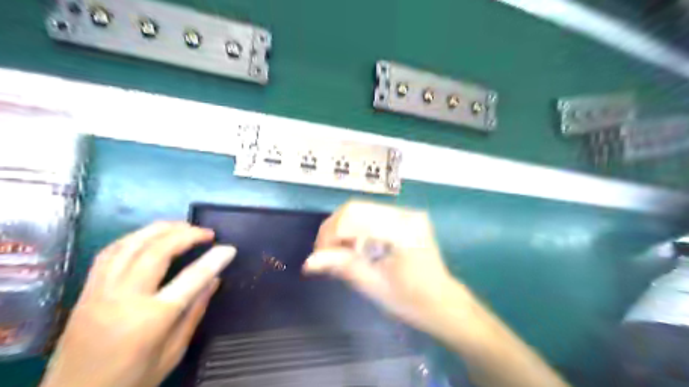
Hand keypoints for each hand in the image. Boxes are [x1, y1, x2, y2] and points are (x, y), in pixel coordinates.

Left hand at [39, 223, 235, 386]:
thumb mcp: (173, 352)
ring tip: (183, 226)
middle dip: (187, 234)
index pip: (192, 277)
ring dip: (161, 229)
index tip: (230, 248)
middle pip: (158, 250)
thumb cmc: (130, 379)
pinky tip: (150, 236)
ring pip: (132, 244)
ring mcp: (101, 290)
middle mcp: (124, 297)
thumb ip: (194, 312)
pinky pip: (110, 251)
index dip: (215, 259)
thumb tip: (214, 280)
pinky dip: (135, 237)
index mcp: (152, 318)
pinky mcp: (87, 289)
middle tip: (207, 233)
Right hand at [302, 203, 459, 332]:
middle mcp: (405, 214)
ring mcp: (407, 213)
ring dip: (342, 227)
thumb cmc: (411, 300)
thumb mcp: (374, 286)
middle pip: (355, 208)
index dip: (329, 235)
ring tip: (338, 251)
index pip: (353, 219)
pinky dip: (355, 227)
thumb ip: (343, 267)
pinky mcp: (405, 217)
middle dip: (333, 229)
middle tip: (324, 253)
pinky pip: (371, 214)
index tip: (319, 256)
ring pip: (360, 209)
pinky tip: (354, 246)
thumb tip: (308, 262)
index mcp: (401, 231)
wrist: (442, 302)